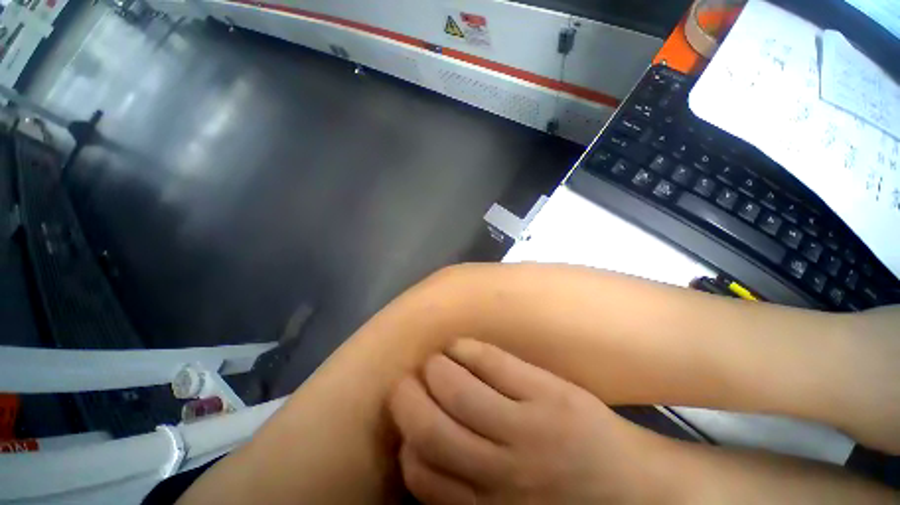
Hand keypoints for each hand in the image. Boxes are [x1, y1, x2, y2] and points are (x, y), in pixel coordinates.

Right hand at [389, 339, 681, 504]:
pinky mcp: (547, 392)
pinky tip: (459, 347)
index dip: (406, 441)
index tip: (409, 422)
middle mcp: (501, 470)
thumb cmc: (567, 504)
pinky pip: (492, 362)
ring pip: (457, 389)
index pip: (421, 473)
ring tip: (435, 361)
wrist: (636, 487)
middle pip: (432, 426)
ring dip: (435, 367)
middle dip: (408, 396)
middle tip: (409, 381)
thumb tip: (421, 451)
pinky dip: (466, 349)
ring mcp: (527, 426)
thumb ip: (465, 492)